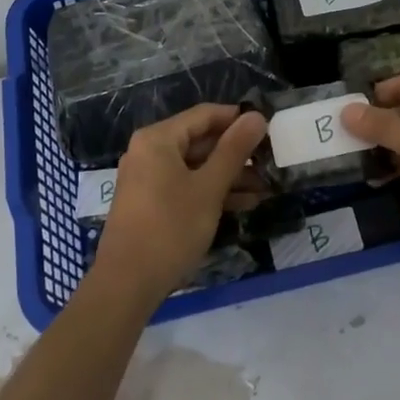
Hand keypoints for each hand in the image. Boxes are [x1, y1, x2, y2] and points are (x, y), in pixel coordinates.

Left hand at [92, 104, 268, 303]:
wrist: (127, 284)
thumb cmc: (170, 228)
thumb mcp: (209, 187)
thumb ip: (234, 150)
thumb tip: (257, 116)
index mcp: (158, 139)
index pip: (205, 115)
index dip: (238, 119)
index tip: (270, 130)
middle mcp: (149, 152)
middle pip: (201, 140)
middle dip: (237, 152)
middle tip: (271, 161)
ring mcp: (148, 179)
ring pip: (196, 166)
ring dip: (230, 175)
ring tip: (266, 186)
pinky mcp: (151, 203)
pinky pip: (187, 185)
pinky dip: (212, 191)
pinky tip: (245, 203)